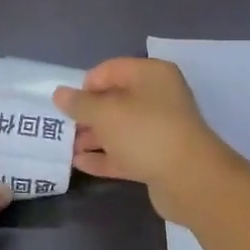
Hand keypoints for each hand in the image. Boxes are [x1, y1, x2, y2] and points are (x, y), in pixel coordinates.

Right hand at [55, 58, 234, 224]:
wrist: (190, 179)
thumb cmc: (145, 132)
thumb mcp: (105, 113)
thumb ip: (79, 103)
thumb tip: (59, 93)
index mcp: (151, 75)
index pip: (110, 70)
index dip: (86, 85)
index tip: (67, 105)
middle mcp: (158, 97)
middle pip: (114, 100)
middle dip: (87, 114)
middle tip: (62, 128)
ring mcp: (160, 129)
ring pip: (119, 128)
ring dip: (93, 137)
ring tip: (66, 148)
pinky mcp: (158, 157)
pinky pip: (126, 152)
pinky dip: (105, 156)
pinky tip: (80, 164)